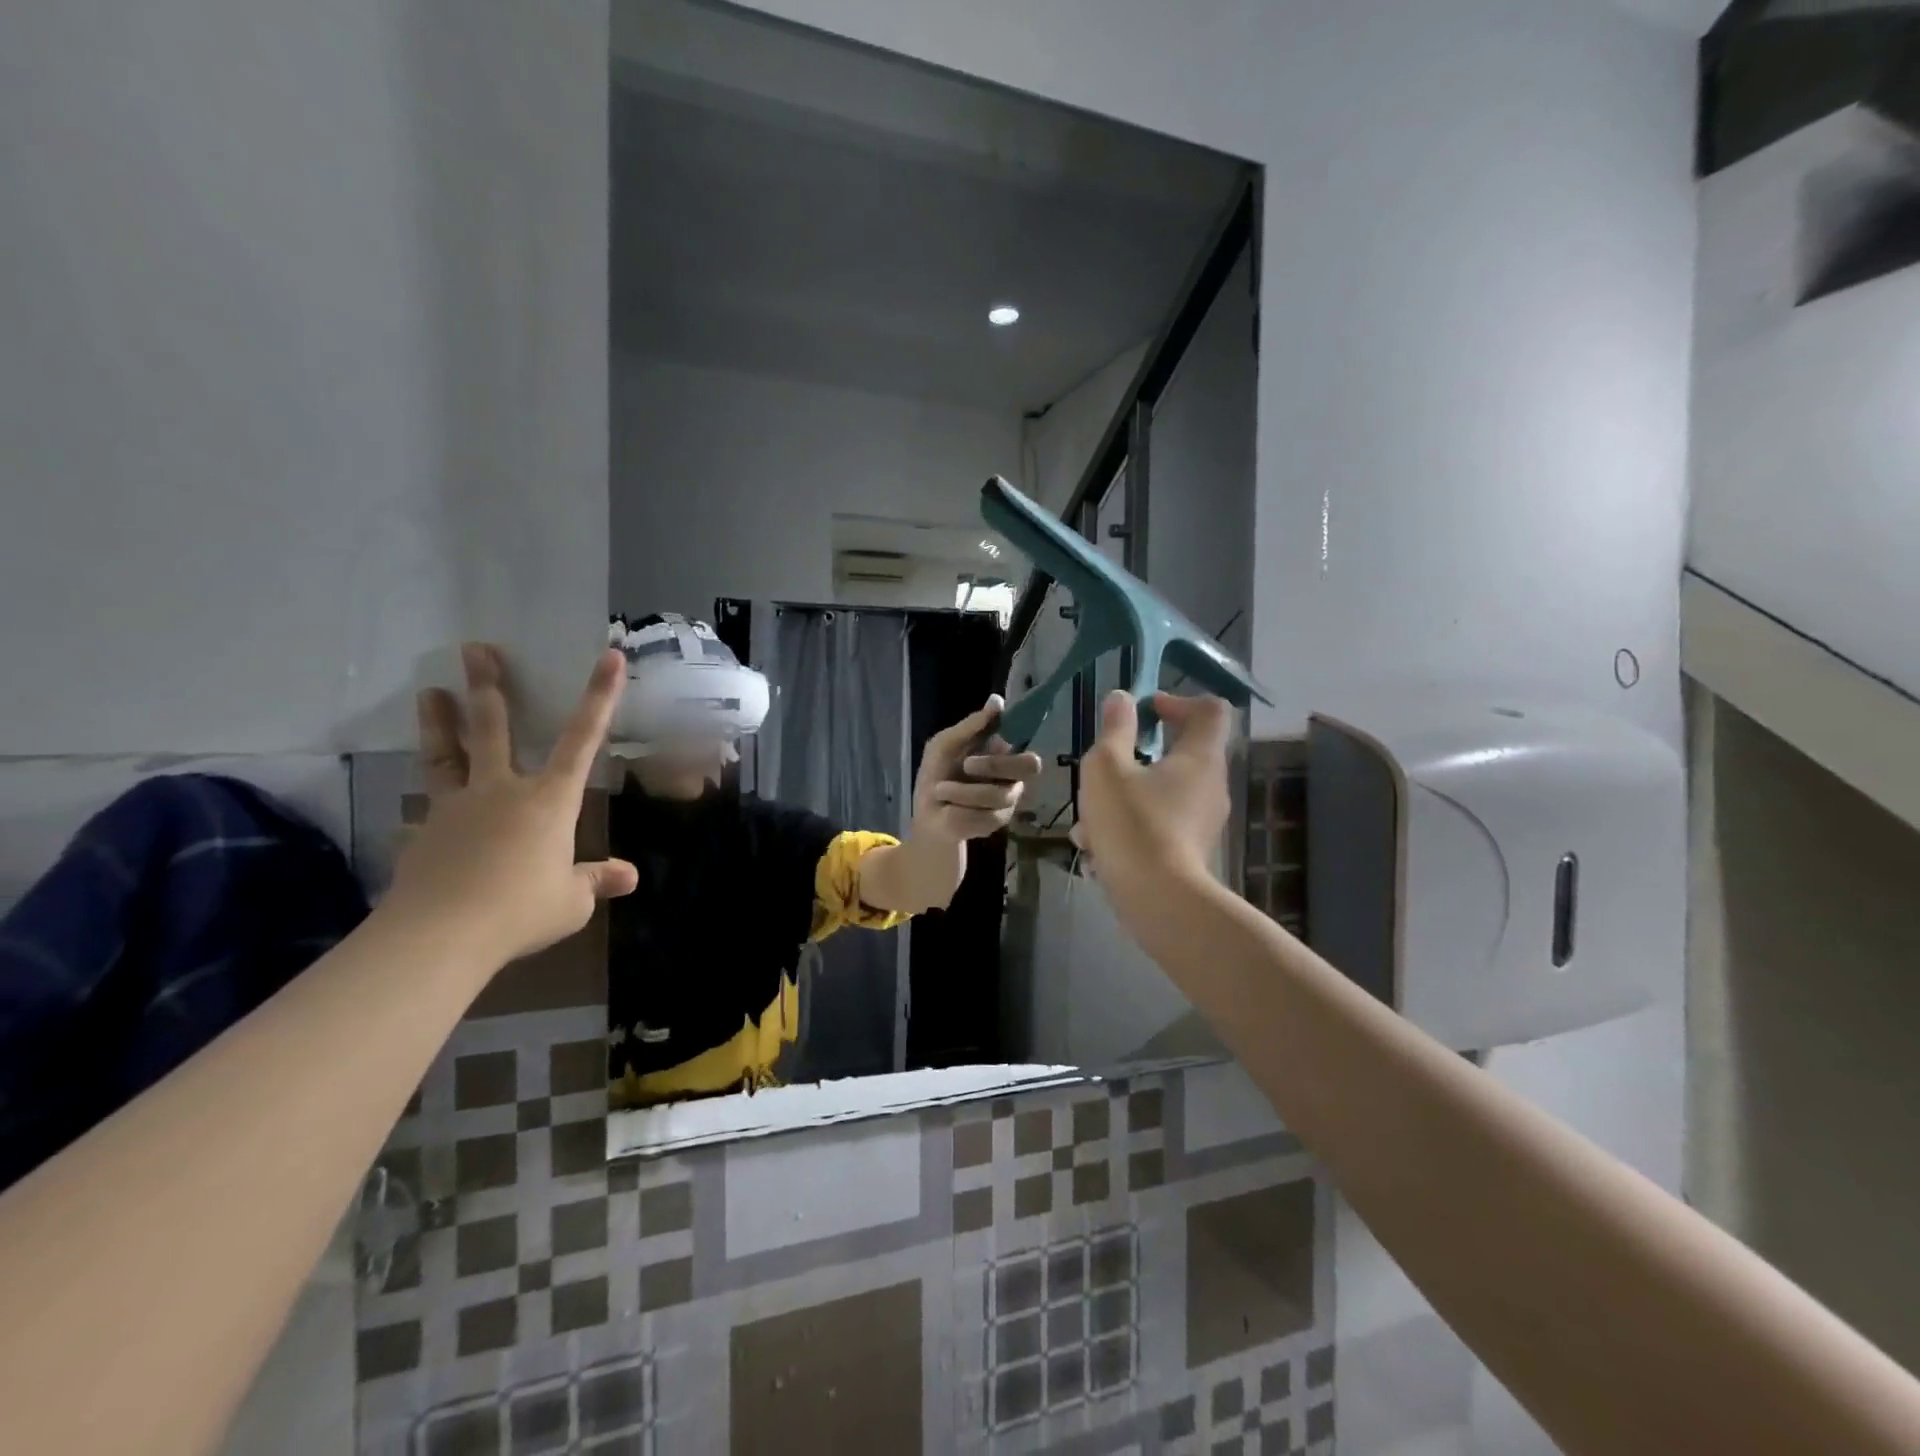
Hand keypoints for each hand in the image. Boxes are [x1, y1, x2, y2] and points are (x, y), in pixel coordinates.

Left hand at [385, 643, 639, 964]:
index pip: (583, 740)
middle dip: (488, 686)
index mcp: (549, 800)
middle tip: (475, 648)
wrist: (441, 935)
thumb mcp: (571, 901)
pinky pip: (424, 812)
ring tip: (430, 692)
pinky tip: (413, 814)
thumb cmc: (522, 910)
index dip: (599, 696)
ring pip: (446, 755)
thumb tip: (629, 876)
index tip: (609, 656)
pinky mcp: (423, 834)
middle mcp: (502, 791)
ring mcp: (456, 808)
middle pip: (493, 729)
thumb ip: (596, 880)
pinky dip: (423, 807)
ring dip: (438, 721)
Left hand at [911, 695, 1043, 841]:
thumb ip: (971, 725)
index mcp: (1002, 753)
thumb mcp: (944, 746)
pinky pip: (984, 815)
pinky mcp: (996, 824)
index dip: (1022, 732)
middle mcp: (1013, 776)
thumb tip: (997, 700)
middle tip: (967, 764)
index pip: (1024, 738)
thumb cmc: (937, 775)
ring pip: (998, 794)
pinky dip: (958, 809)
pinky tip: (948, 808)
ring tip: (941, 790)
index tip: (1003, 730)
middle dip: (995, 764)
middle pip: (1029, 765)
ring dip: (961, 791)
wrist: (926, 814)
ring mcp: (1008, 802)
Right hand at [1073, 690, 1233, 888]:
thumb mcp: (1107, 768)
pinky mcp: (1191, 850)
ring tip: (1090, 818)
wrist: (1158, 900)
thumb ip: (1115, 730)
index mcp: (1200, 757)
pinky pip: (1160, 823)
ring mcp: (1204, 820)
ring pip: (1162, 792)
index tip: (1145, 711)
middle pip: (1182, 752)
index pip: (1210, 709)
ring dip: (1127, 795)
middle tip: (1108, 764)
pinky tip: (1098, 847)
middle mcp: (1211, 785)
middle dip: (1139, 755)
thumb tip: (1122, 699)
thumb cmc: (1132, 823)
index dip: (1178, 701)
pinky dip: (1132, 825)